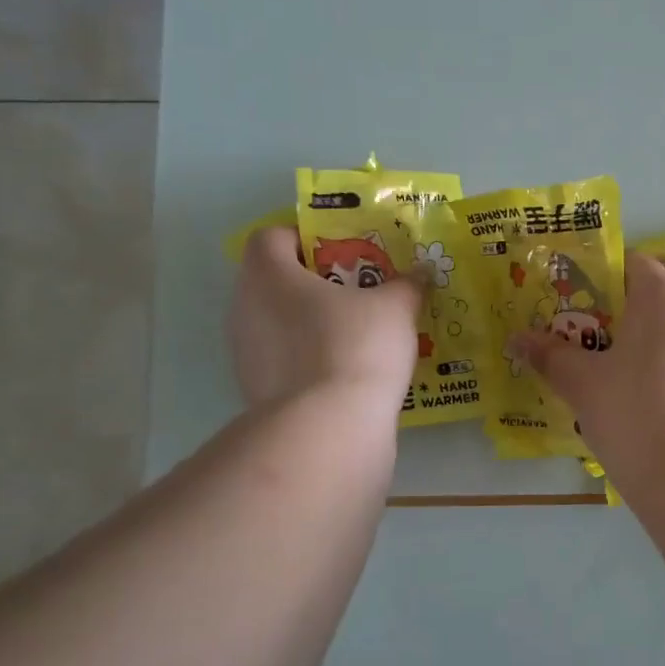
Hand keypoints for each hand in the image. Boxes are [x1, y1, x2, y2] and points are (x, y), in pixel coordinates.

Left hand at [230, 227, 423, 413]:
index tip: (343, 252)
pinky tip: (345, 373)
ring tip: (356, 335)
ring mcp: (244, 353)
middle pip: (274, 281)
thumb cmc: (356, 347)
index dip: (305, 237)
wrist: (329, 429)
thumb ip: (407, 284)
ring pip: (277, 323)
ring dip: (310, 324)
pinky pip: (283, 361)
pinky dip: (308, 360)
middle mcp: (244, 307)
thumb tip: (420, 273)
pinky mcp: (255, 391)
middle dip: (314, 283)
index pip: (272, 236)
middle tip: (358, 292)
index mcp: (268, 273)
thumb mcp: (396, 308)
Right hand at [518, 254, 664, 484]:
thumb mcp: (583, 387)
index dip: (606, 278)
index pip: (634, 262)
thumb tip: (517, 339)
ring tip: (642, 365)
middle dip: (644, 293)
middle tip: (613, 330)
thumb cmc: (635, 420)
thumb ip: (551, 356)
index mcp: (664, 296)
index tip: (585, 308)